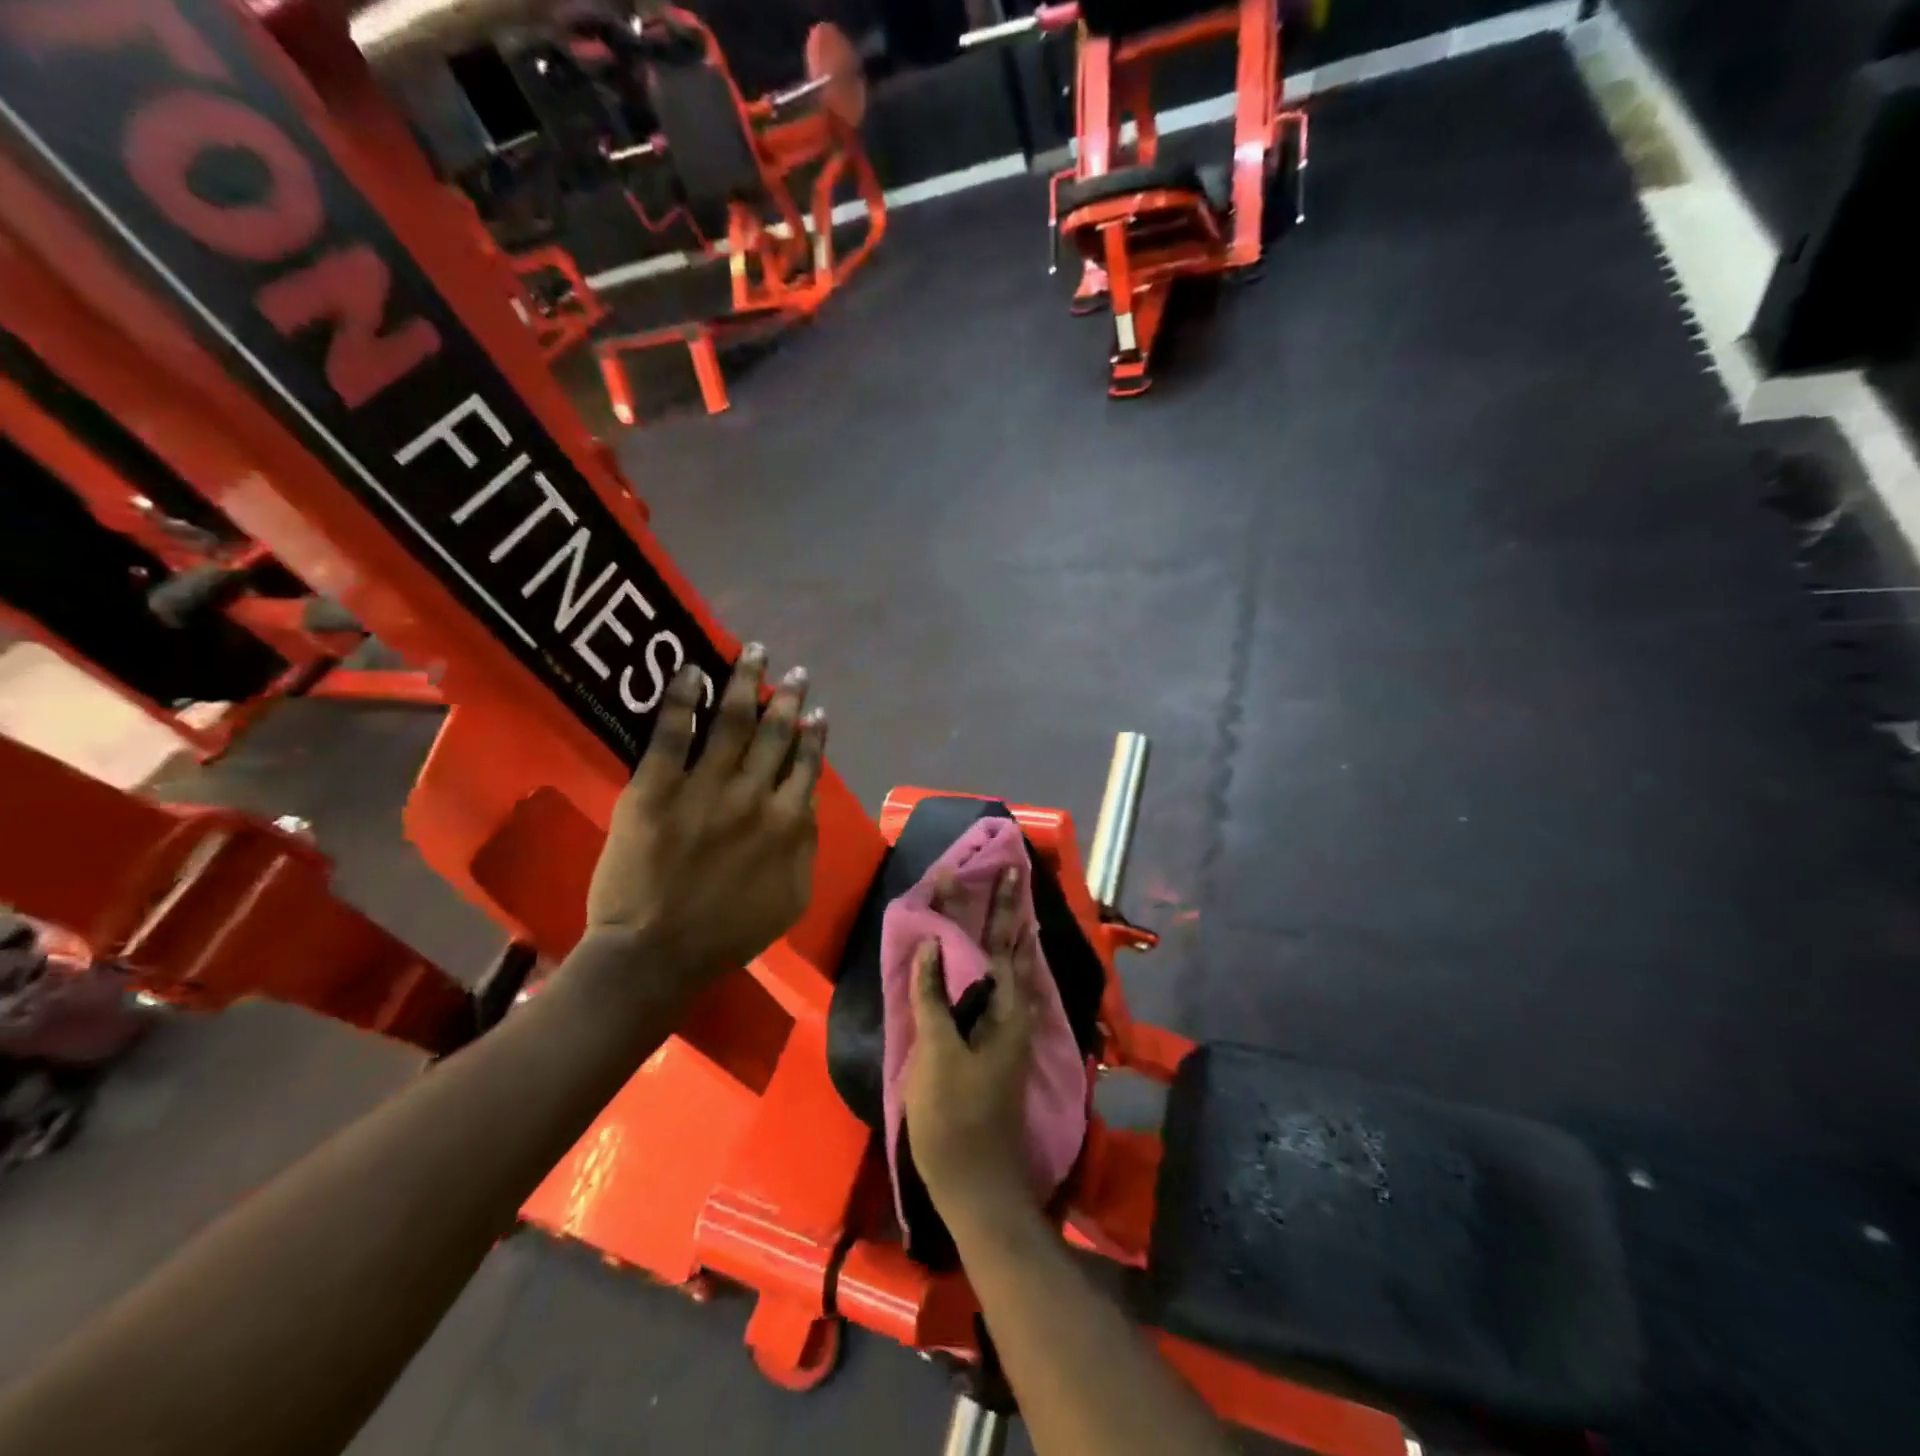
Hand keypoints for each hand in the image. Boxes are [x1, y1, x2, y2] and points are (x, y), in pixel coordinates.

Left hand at [583, 643, 825, 989]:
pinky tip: (692, 671)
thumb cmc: (727, 934)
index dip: (814, 735)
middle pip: (775, 733)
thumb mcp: (791, 898)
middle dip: (787, 697)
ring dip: (745, 682)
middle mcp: (752, 795)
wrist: (656, 953)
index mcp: (787, 823)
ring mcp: (704, 787)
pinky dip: (682, 698)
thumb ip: (805, 847)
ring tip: (754, 653)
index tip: (818, 712)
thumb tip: (806, 804)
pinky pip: (671, 733)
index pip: (806, 765)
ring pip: (731, 721)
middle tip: (794, 671)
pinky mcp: (656, 788)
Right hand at [902, 867, 1043, 1229]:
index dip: (992, 904)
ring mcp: (1012, 1032)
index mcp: (1004, 1009)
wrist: (980, 1186)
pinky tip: (994, 964)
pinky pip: (1004, 992)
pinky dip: (1000, 966)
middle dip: (1008, 910)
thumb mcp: (937, 1055)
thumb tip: (933, 944)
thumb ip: (933, 997)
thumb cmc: (954, 1119)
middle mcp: (1017, 1013)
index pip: (998, 942)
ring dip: (1008, 934)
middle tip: (1011, 874)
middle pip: (1012, 949)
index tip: (991, 870)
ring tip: (1008, 905)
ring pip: (1013, 970)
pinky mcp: (1002, 1049)